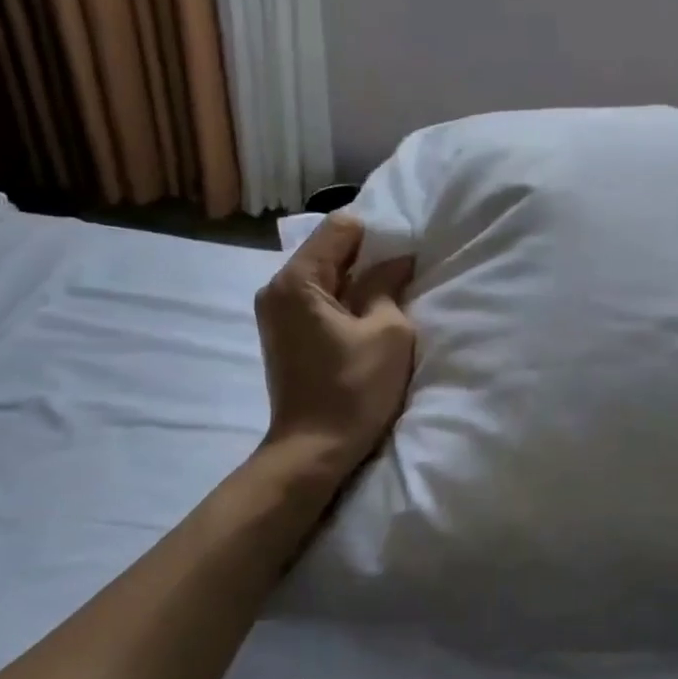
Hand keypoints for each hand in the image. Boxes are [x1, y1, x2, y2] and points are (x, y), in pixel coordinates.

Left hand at [255, 214, 415, 484]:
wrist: (313, 451)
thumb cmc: (353, 390)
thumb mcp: (388, 331)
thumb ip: (388, 284)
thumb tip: (396, 260)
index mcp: (296, 280)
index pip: (340, 227)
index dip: (377, 235)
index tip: (403, 257)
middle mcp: (276, 287)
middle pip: (328, 249)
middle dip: (367, 257)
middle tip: (402, 276)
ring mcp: (275, 311)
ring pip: (324, 274)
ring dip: (356, 281)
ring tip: (387, 299)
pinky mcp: (282, 332)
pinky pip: (316, 298)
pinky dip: (342, 300)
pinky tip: (365, 319)